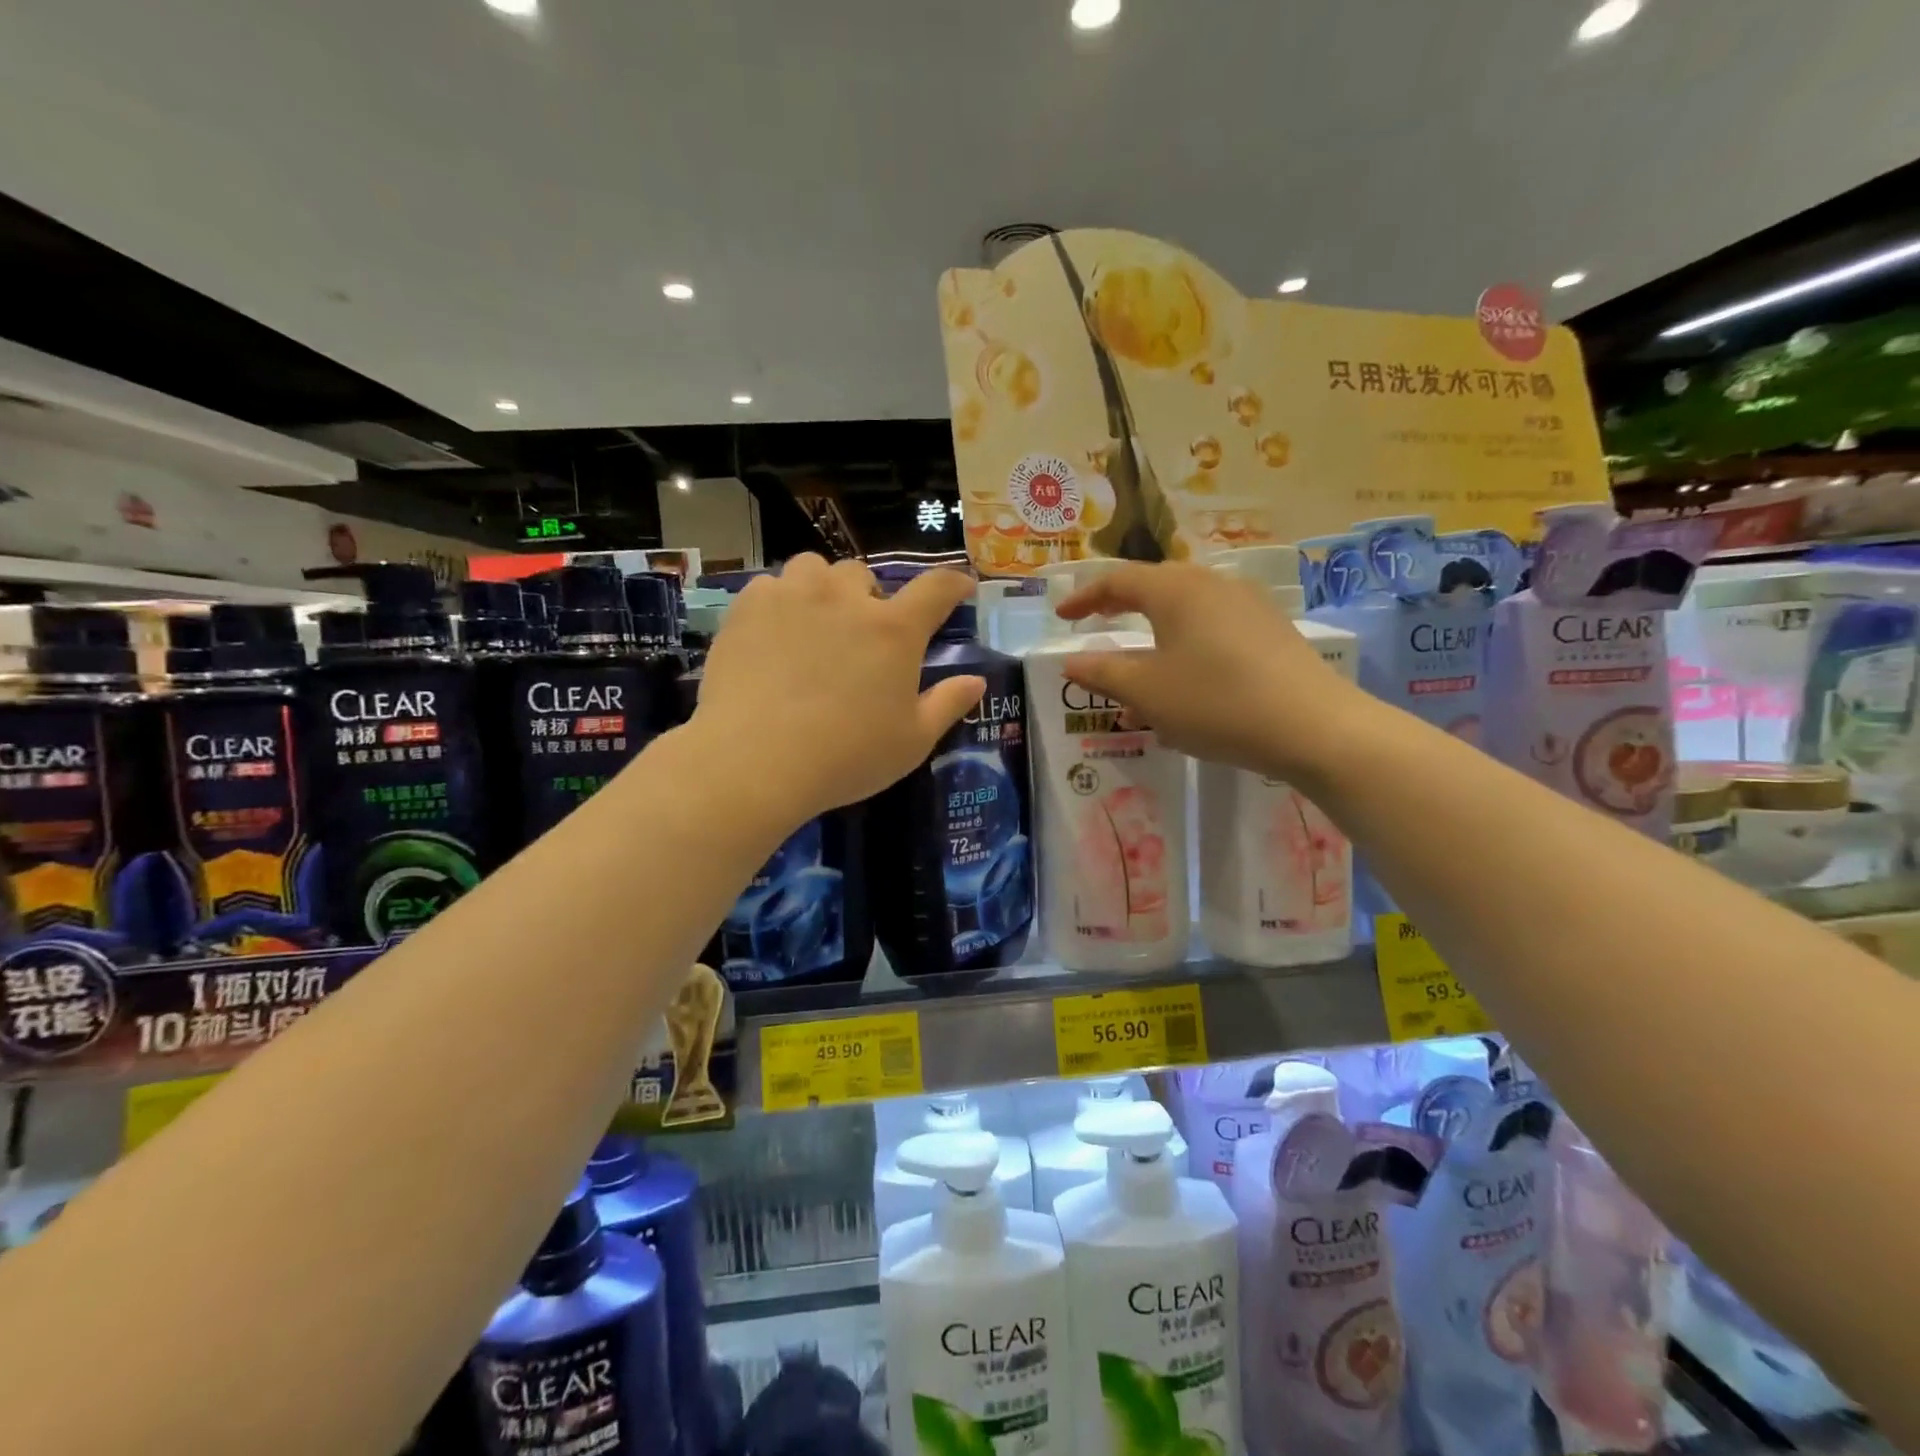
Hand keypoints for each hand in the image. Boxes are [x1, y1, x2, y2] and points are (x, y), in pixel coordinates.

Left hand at [694, 556, 983, 816]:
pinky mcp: (748, 607)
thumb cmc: (845, 756)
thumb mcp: (912, 742)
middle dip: (868, 598)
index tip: (960, 587)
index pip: (936, 589)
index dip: (953, 583)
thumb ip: (947, 705)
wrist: (755, 760)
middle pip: (864, 575)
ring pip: (814, 569)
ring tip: (814, 623)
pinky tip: (773, 636)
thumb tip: (976, 680)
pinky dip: (780, 602)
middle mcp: (845, 598)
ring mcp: (793, 596)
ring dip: (822, 589)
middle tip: (861, 634)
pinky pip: (771, 586)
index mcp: (894, 630)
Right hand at [1055, 561, 1366, 777]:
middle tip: (1095, 621)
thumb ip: (1103, 673)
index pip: (1117, 581)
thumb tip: (1071, 662)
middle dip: (1120, 605)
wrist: (1314, 726)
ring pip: (1186, 611)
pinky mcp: (1271, 631)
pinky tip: (1183, 684)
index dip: (1084, 596)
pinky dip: (1185, 647)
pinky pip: (1213, 629)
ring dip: (1153, 633)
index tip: (1061, 616)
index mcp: (1176, 590)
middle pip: (1155, 586)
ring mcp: (1248, 605)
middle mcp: (1212, 584)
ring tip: (1136, 665)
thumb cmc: (1216, 703)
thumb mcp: (1147, 692)